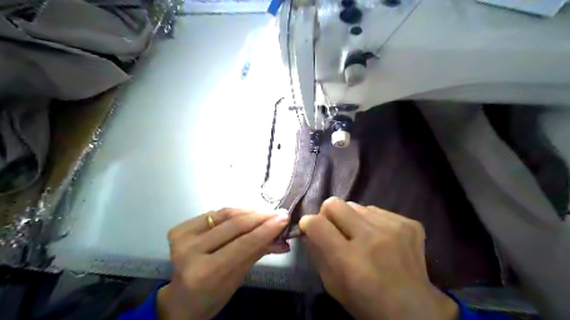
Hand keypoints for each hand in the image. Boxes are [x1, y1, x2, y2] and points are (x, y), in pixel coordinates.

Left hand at [157, 208, 289, 319]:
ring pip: (225, 215)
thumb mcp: (239, 278)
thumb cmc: (213, 295)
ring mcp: (182, 237)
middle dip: (261, 217)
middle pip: (234, 226)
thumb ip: (258, 252)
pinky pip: (215, 213)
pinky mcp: (180, 228)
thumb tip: (283, 239)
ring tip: (267, 213)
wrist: (181, 298)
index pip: (243, 244)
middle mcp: (189, 251)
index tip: (284, 218)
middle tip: (280, 213)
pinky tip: (249, 213)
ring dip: (250, 212)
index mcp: (204, 273)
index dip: (266, 229)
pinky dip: (234, 212)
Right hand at [299, 198, 456, 319]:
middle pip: (334, 203)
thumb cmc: (366, 301)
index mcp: (349, 259)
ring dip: (353, 219)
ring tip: (362, 236)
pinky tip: (381, 238)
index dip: (308, 222)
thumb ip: (317, 253)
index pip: (316, 223)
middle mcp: (371, 238)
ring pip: (357, 205)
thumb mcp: (333, 285)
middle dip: (328, 214)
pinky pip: (377, 211)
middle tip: (334, 228)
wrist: (414, 309)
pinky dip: (372, 222)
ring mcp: (393, 228)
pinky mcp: (409, 224)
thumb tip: (309, 228)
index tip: (310, 227)